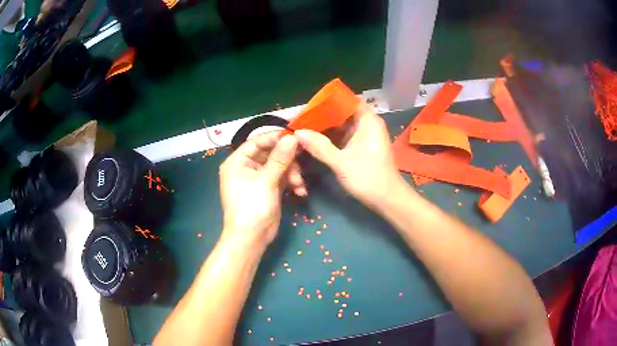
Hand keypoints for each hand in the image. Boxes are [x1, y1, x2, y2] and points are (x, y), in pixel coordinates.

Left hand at [219, 133, 302, 249]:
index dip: (275, 138)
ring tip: (299, 184)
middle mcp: (246, 167)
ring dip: (292, 173)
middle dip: (288, 160)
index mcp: (238, 161)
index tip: (295, 136)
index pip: (257, 142)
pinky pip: (282, 178)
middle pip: (271, 153)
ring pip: (279, 166)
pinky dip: (291, 183)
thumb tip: (292, 137)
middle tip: (303, 160)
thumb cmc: (252, 206)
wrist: (251, 238)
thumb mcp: (266, 180)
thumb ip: (280, 158)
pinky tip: (300, 191)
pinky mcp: (268, 189)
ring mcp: (258, 179)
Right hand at [294, 103, 403, 209]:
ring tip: (303, 129)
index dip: (326, 102)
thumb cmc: (368, 177)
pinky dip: (330, 138)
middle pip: (341, 113)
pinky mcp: (360, 146)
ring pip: (340, 125)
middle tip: (300, 120)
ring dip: (324, 128)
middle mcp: (366, 123)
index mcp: (367, 120)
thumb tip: (297, 132)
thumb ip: (319, 146)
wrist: (387, 200)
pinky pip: (342, 136)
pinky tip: (314, 141)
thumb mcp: (341, 162)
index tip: (307, 107)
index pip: (345, 100)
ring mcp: (364, 135)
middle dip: (321, 116)